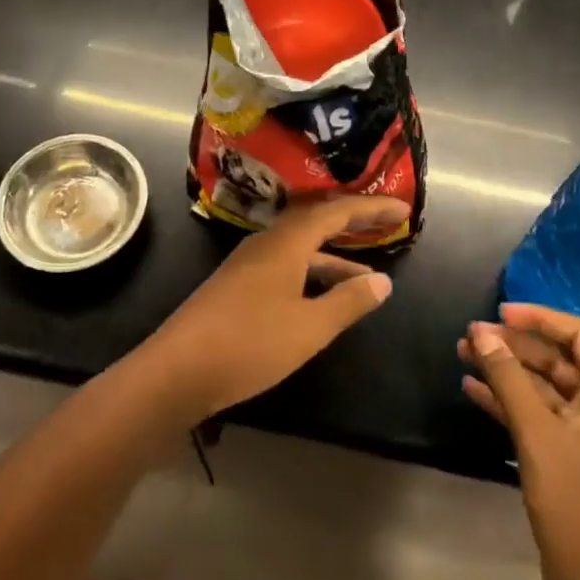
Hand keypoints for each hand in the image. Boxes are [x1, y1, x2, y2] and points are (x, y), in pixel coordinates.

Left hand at [135, 196, 408, 422]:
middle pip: (316, 222)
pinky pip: (286, 265)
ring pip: (300, 248)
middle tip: (386, 225)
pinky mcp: (237, 286)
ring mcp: (248, 264)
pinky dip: (312, 274)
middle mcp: (266, 243)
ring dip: (334, 257)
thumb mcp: (309, 327)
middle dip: (353, 223)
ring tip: (367, 277)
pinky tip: (322, 298)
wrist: (176, 371)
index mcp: (286, 242)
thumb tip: (383, 281)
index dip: (371, 209)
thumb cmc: (249, 344)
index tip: (403, 209)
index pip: (336, 212)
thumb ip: (348, 302)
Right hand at [459, 304, 579, 579]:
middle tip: (472, 335)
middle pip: (557, 358)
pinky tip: (472, 389)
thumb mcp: (536, 431)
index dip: (539, 318)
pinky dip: (508, 400)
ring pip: (542, 386)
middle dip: (513, 346)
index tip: (500, 312)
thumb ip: (507, 377)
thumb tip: (480, 332)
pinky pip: (537, 413)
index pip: (578, 334)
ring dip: (505, 371)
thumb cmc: (573, 498)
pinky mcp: (568, 453)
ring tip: (464, 354)